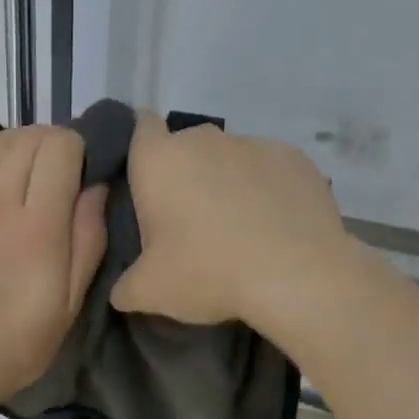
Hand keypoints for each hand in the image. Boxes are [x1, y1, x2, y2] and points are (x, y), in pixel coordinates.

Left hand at [0, 127, 107, 418]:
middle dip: (54, 146)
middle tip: (58, 176)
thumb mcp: (69, 304)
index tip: (82, 175)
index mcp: (37, 226)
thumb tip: (97, 186)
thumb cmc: (13, 343)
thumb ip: (88, 239)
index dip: (80, 151)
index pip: (61, 147)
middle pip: (31, 137)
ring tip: (26, 174)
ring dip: (21, 145)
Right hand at [110, 114, 350, 327]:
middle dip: (185, 173)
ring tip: (238, 226)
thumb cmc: (210, 272)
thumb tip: (120, 291)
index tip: (144, 177)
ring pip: (229, 157)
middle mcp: (203, 139)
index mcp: (159, 160)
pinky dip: (266, 188)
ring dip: (227, 181)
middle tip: (188, 219)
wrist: (298, 275)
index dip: (140, 146)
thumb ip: (125, 286)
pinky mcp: (294, 157)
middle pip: (185, 145)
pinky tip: (275, 224)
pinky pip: (269, 168)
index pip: (139, 125)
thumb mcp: (151, 292)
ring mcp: (252, 143)